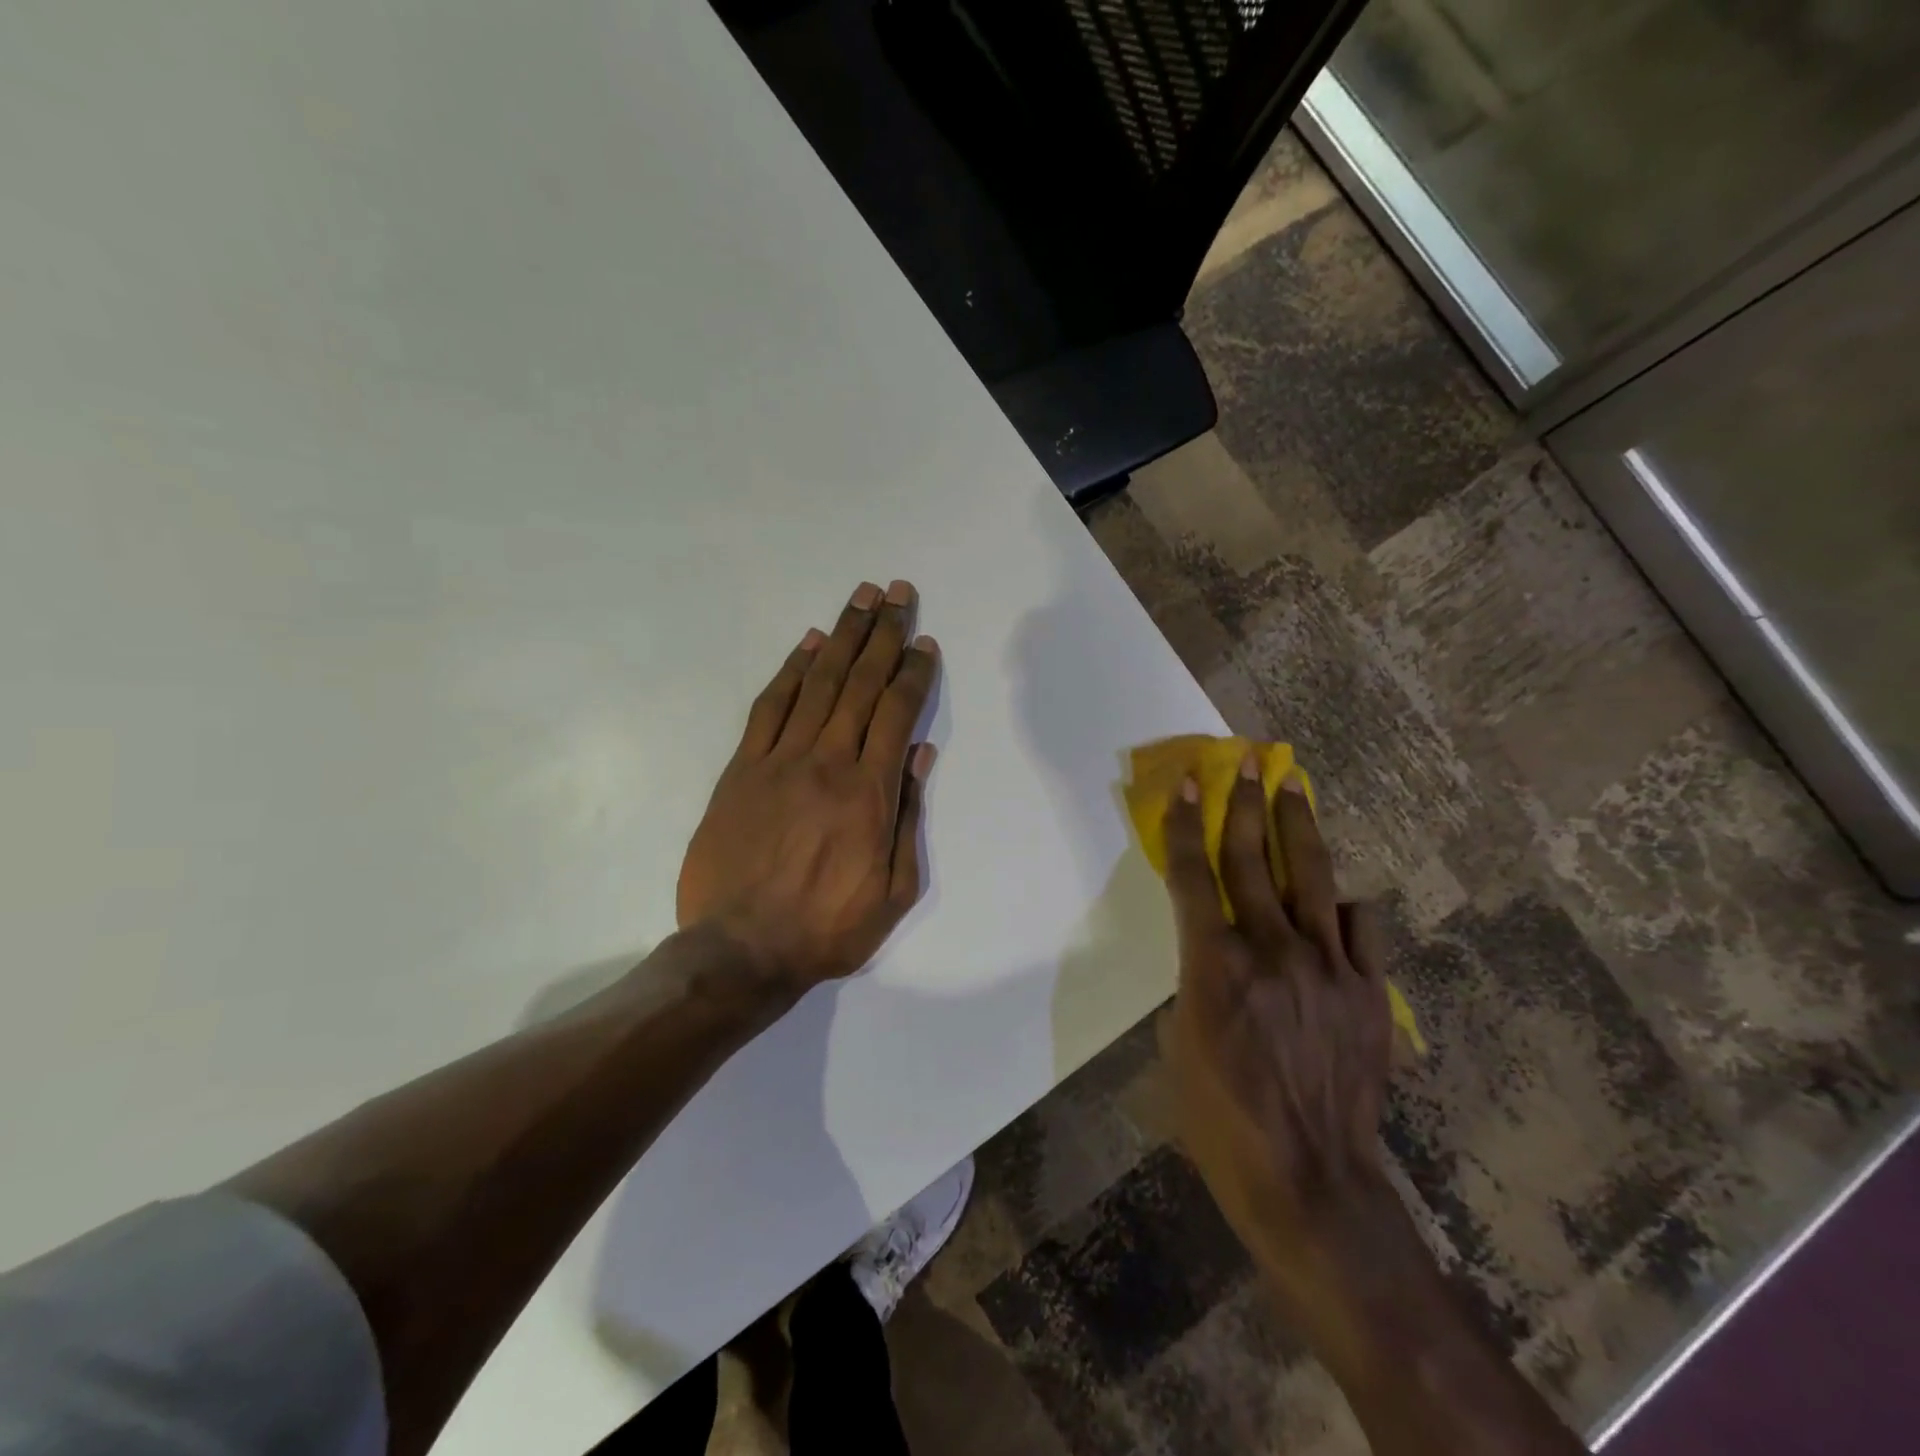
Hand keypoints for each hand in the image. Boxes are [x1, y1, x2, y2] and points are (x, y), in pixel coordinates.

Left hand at [678, 580, 939, 990]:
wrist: (741, 951)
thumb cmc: (827, 928)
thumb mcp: (893, 890)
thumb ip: (908, 816)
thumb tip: (919, 753)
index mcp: (869, 793)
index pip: (896, 713)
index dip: (913, 672)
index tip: (925, 642)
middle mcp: (827, 762)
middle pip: (860, 683)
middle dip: (883, 634)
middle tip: (898, 592)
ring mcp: (779, 761)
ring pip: (818, 684)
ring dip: (843, 636)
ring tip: (862, 598)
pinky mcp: (741, 769)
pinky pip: (769, 707)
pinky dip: (790, 670)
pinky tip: (809, 643)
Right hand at [1158, 757, 1394, 1291]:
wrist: (1311, 1181)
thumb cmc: (1222, 1119)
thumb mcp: (1181, 1043)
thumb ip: (1198, 982)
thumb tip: (1217, 954)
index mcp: (1214, 965)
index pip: (1193, 876)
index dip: (1185, 825)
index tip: (1186, 784)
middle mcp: (1271, 951)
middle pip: (1253, 860)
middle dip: (1246, 804)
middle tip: (1247, 761)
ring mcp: (1328, 968)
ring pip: (1311, 877)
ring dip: (1299, 827)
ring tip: (1294, 785)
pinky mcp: (1370, 993)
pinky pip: (1361, 928)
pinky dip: (1344, 905)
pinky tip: (1335, 895)